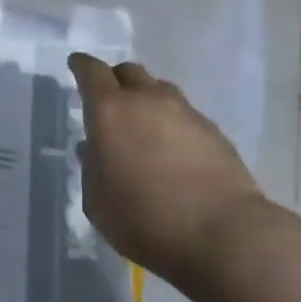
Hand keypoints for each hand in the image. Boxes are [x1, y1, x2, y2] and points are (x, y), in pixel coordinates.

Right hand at [70, 53, 263, 288]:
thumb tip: (93, 149)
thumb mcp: (97, 201)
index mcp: (109, 110)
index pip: (91, 70)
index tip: (77, 65)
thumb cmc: (144, 219)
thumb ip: (91, 168)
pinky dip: (174, 124)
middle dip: (116, 81)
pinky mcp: (214, 131)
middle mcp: (146, 99)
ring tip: (146, 127)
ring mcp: (184, 112)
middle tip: (111, 102)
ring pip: (160, 90)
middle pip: (128, 72)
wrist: (223, 235)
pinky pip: (186, 115)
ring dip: (148, 100)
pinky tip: (176, 150)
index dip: (81, 66)